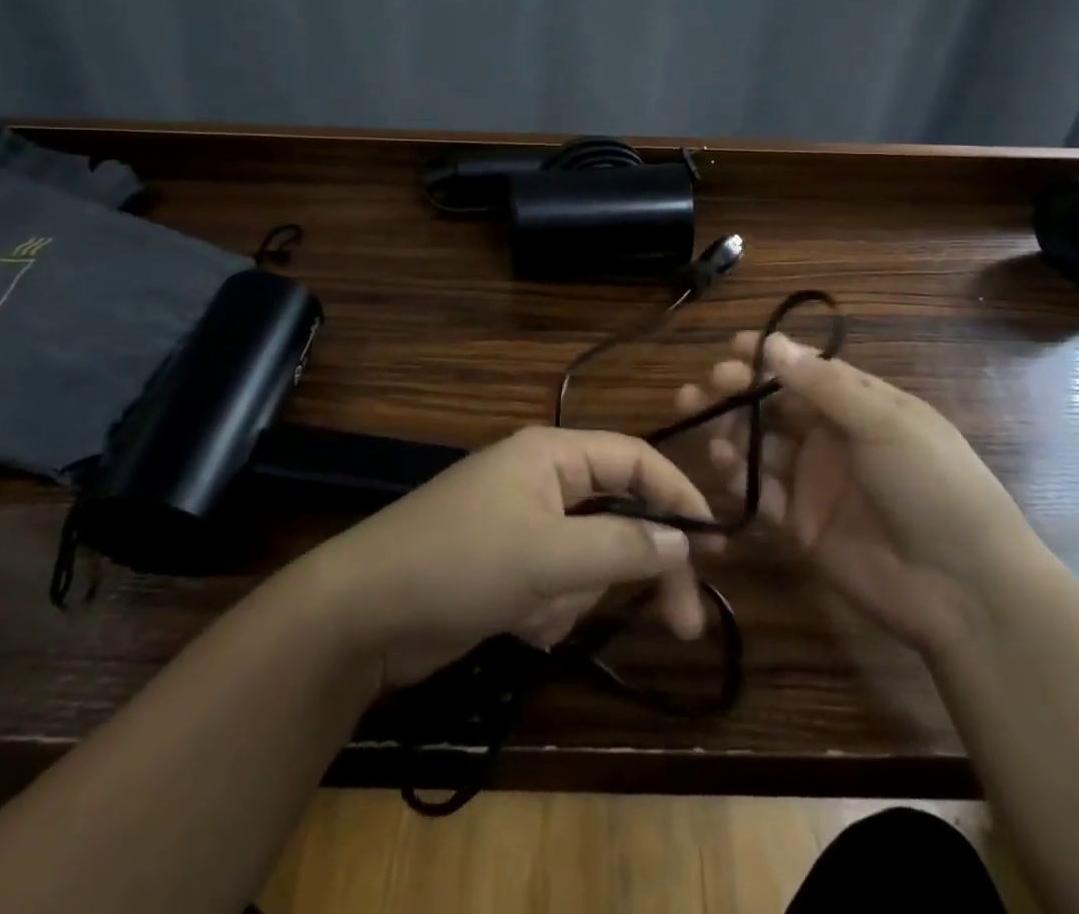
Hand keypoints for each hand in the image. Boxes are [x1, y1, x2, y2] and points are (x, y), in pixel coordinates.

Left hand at [301, 426, 714, 689]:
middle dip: (639, 568)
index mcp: (551, 454)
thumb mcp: (549, 557)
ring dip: (574, 594)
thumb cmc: (460, 564)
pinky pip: (554, 586)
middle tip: (683, 625)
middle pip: (617, 517)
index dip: (678, 495)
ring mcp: (520, 525)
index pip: (634, 460)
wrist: (362, 614)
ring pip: (586, 559)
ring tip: (535, 611)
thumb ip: (621, 548)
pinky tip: (514, 622)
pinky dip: (546, 610)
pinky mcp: (504, 567)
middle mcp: (540, 481)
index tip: (717, 544)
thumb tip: (683, 540)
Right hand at [686, 332, 1037, 651]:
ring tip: (706, 425)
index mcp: (860, 405)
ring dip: (730, 432)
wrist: (965, 588)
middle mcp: (832, 437)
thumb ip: (824, 385)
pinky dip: (738, 477)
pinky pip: (759, 493)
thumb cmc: (933, 485)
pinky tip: (724, 466)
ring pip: (759, 446)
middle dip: (737, 393)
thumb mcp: (884, 423)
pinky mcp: (800, 524)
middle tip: (705, 388)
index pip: (805, 370)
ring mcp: (814, 482)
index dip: (768, 357)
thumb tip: (773, 342)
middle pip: (773, 406)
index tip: (731, 347)